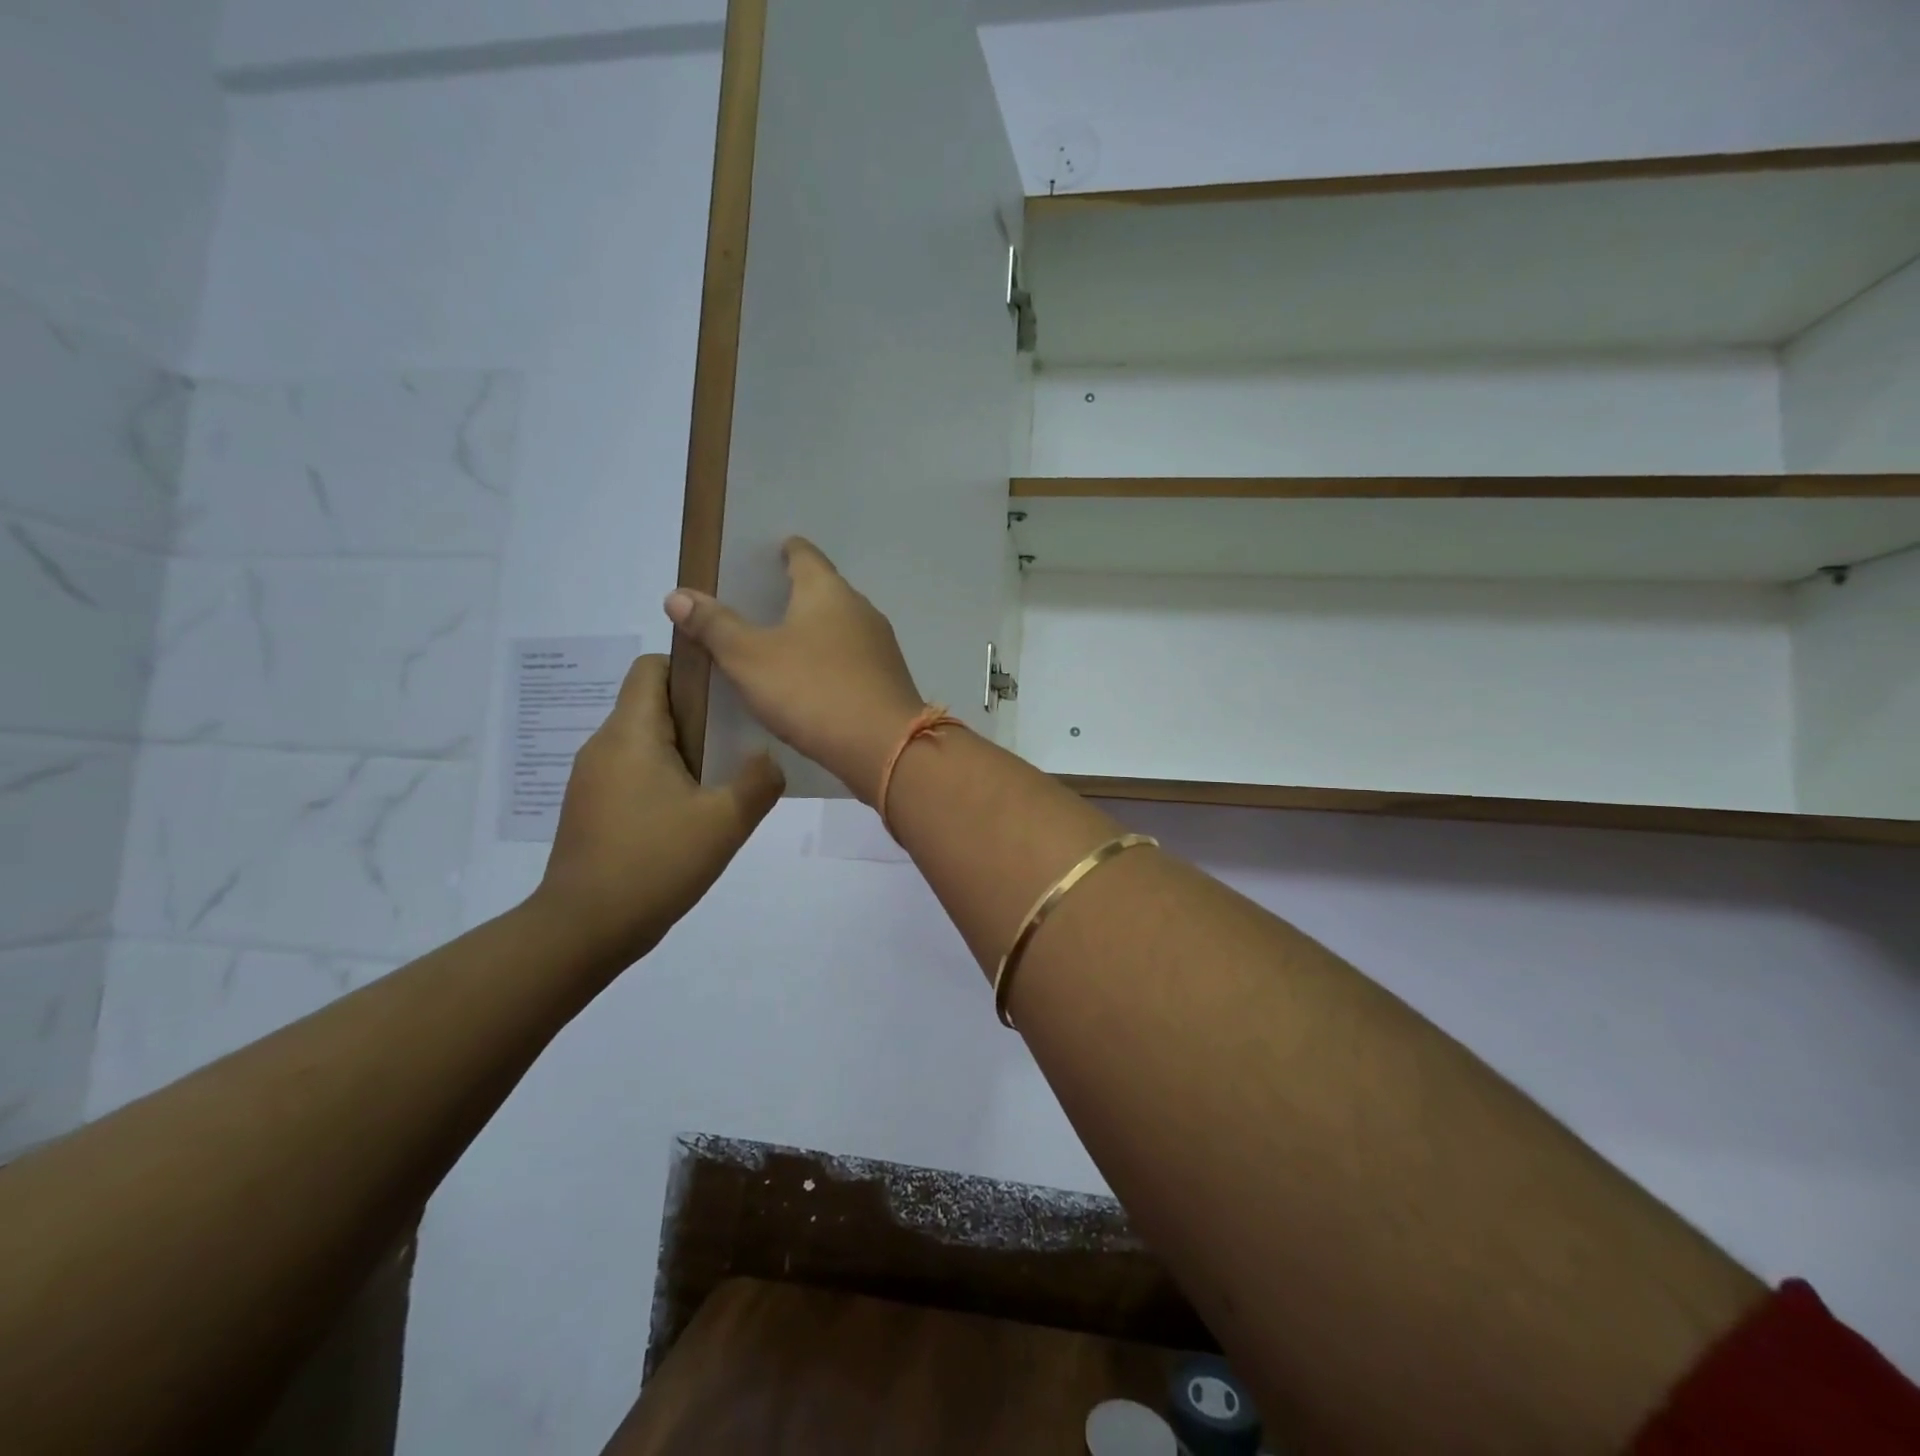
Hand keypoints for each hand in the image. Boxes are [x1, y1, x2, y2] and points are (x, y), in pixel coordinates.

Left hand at [531, 654, 782, 968]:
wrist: (583, 930)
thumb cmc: (654, 863)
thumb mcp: (724, 822)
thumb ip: (758, 781)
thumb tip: (768, 758)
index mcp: (631, 733)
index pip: (653, 666)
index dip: (692, 667)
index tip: (730, 693)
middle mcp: (604, 745)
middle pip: (652, 702)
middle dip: (699, 712)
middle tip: (742, 740)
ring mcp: (592, 778)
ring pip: (645, 740)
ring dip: (685, 748)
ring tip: (723, 778)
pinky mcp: (592, 808)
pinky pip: (634, 771)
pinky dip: (665, 776)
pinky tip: (692, 812)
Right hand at [665, 538, 927, 803]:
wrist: (884, 747)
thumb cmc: (813, 691)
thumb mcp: (750, 659)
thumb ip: (715, 626)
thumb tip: (677, 595)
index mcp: (827, 591)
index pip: (805, 555)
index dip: (785, 551)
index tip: (768, 554)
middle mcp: (860, 609)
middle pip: (824, 590)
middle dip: (795, 594)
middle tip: (759, 603)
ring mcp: (879, 646)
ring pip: (839, 627)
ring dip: (813, 631)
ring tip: (780, 643)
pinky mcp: (886, 680)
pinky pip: (850, 659)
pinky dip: (828, 661)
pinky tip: (811, 681)